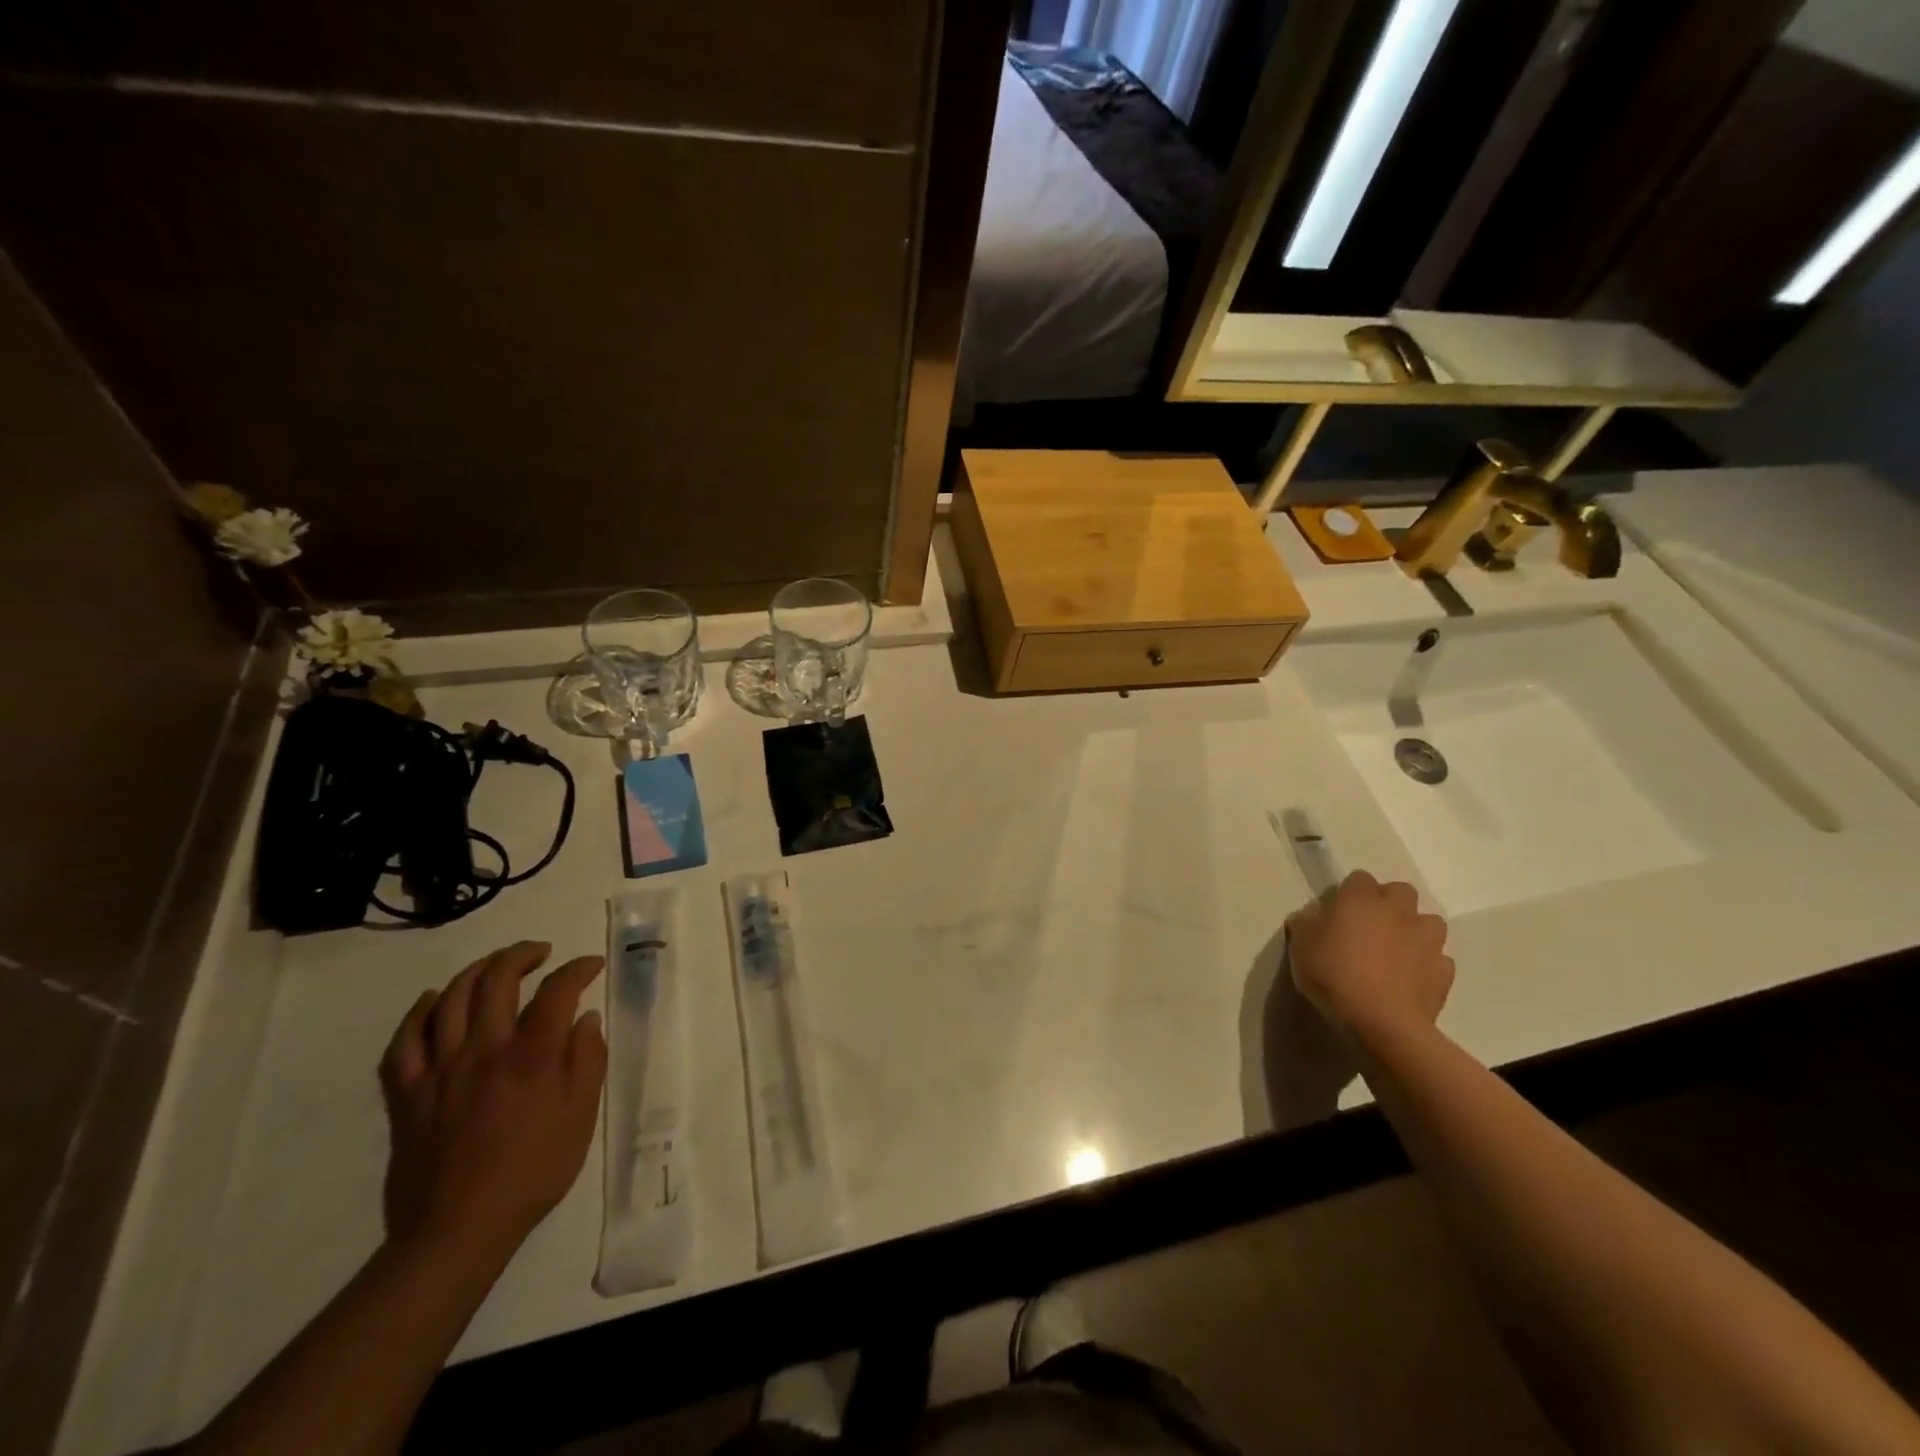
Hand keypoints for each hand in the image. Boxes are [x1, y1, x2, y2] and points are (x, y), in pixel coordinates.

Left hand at [379, 941, 606, 1261]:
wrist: (457, 1231)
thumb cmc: (532, 1173)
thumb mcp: (580, 1119)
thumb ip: (587, 1062)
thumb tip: (585, 1019)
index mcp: (531, 1057)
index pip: (557, 990)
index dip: (577, 969)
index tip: (591, 966)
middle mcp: (484, 1051)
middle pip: (497, 979)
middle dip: (522, 955)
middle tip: (541, 953)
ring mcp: (439, 1070)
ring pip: (451, 998)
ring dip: (477, 971)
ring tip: (496, 967)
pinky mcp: (407, 1094)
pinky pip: (404, 1041)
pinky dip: (419, 1013)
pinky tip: (434, 1001)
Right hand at [1287, 871, 1452, 1046]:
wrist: (1380, 1021)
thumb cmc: (1333, 975)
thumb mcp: (1300, 947)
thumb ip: (1306, 924)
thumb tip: (1309, 917)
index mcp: (1360, 899)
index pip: (1359, 878)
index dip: (1350, 892)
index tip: (1339, 911)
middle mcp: (1397, 911)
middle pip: (1401, 891)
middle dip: (1389, 903)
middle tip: (1370, 926)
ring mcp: (1426, 940)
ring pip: (1429, 922)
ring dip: (1415, 930)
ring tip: (1397, 950)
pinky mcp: (1443, 970)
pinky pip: (1438, 958)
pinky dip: (1427, 964)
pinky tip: (1411, 978)